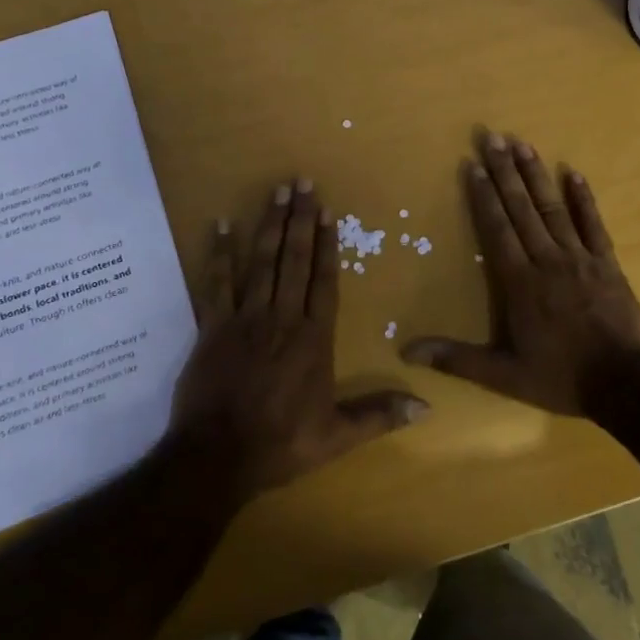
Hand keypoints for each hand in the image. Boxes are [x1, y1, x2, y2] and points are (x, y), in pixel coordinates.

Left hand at [171, 179, 429, 496]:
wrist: (216, 457)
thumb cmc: (280, 445)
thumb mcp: (336, 437)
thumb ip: (379, 416)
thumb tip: (426, 407)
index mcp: (314, 339)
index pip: (324, 282)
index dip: (327, 245)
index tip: (328, 213)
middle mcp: (282, 318)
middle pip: (294, 260)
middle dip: (300, 219)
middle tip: (303, 182)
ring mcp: (245, 319)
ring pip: (261, 262)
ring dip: (270, 225)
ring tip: (277, 191)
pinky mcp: (213, 327)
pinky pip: (216, 283)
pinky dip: (219, 253)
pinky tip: (221, 224)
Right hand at [402, 131, 639, 418]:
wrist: (626, 385)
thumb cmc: (561, 378)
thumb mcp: (503, 375)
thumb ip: (456, 359)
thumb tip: (407, 352)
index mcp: (520, 282)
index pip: (497, 229)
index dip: (483, 196)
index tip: (472, 165)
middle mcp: (547, 260)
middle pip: (522, 208)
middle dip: (505, 172)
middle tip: (492, 137)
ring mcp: (580, 258)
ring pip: (553, 209)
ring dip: (537, 175)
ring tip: (523, 144)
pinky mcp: (607, 264)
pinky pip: (593, 224)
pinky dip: (584, 198)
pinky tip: (574, 173)